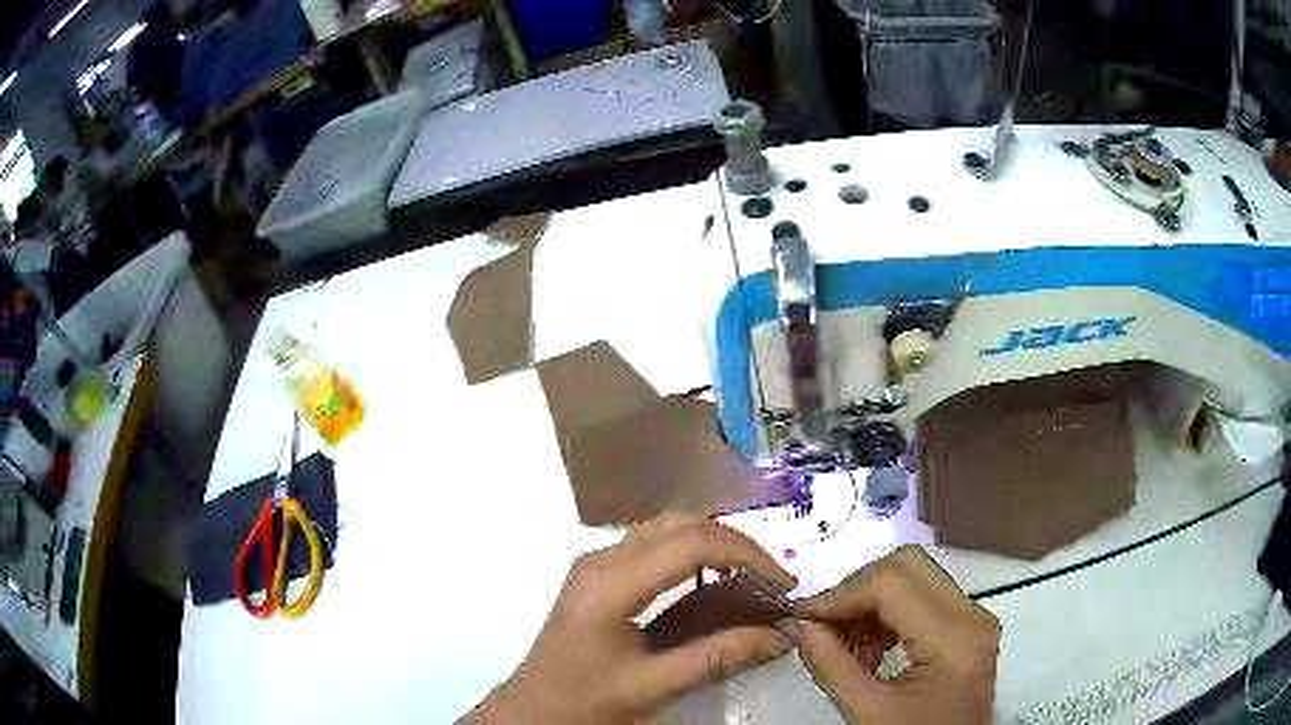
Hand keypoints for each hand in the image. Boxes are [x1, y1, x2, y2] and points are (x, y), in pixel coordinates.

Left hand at [464, 514, 797, 723]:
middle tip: (770, 582)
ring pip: (668, 529)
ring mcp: (597, 563)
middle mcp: (602, 558)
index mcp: (611, 581)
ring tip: (748, 582)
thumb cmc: (584, 701)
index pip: (693, 542)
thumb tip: (781, 637)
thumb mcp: (652, 687)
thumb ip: (717, 659)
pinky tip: (710, 586)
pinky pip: (654, 547)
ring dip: (714, 547)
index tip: (783, 585)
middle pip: (682, 524)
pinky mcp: (598, 576)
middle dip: (735, 546)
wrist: (531, 711)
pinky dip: (692, 557)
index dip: (748, 556)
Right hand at [778, 545, 999, 723]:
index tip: (799, 617)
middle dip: (856, 590)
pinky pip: (923, 598)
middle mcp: (972, 614)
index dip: (840, 595)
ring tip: (844, 645)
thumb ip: (830, 665)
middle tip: (822, 626)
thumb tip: (793, 624)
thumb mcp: (867, 713)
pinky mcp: (967, 626)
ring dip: (871, 602)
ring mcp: (974, 617)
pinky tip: (869, 650)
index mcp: (954, 638)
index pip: (892, 584)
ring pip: (915, 577)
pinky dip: (888, 614)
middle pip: (907, 566)